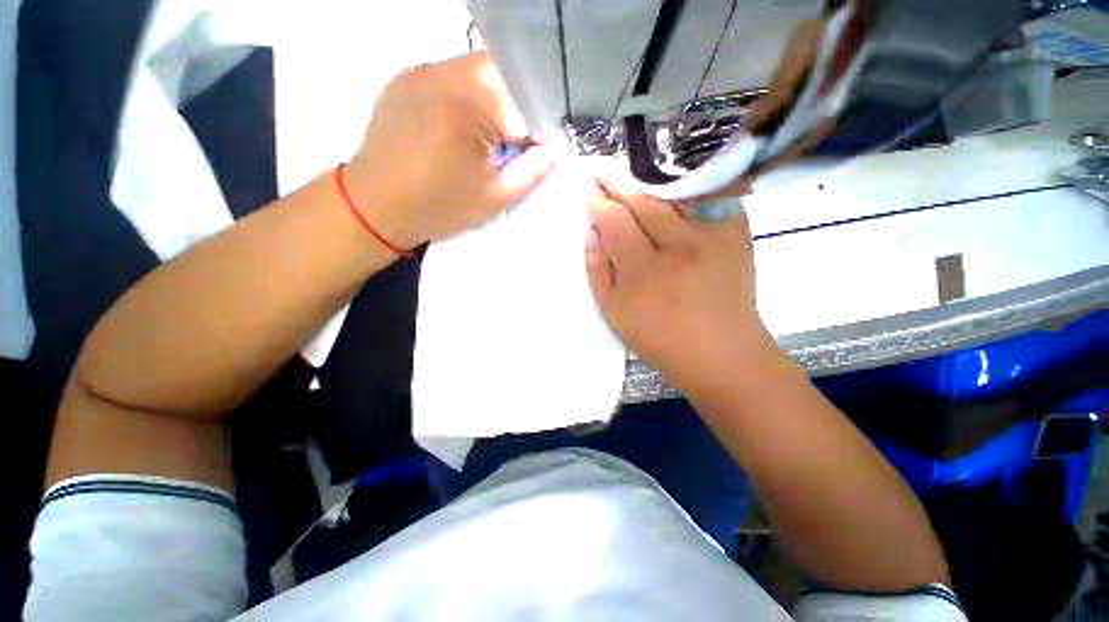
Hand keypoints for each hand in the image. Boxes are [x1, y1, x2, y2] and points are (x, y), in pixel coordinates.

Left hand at [343, 53, 555, 248]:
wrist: (376, 205)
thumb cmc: (439, 206)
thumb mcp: (495, 198)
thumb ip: (532, 172)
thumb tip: (557, 152)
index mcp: (471, 104)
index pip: (526, 100)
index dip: (539, 127)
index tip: (538, 151)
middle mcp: (446, 72)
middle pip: (503, 73)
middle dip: (517, 107)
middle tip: (514, 143)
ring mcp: (421, 70)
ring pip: (477, 71)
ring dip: (493, 100)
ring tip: (487, 136)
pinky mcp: (405, 77)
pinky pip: (450, 76)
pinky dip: (467, 96)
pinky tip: (459, 126)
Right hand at [584, 161, 775, 394]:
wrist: (723, 353)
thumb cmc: (661, 341)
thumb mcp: (615, 315)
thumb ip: (597, 272)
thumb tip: (590, 232)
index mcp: (644, 272)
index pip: (613, 221)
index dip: (595, 201)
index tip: (583, 187)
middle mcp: (678, 247)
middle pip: (640, 199)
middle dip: (614, 178)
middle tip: (596, 166)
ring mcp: (712, 235)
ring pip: (671, 192)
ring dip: (644, 179)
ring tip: (625, 172)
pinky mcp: (736, 232)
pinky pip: (705, 196)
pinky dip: (682, 187)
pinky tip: (666, 185)